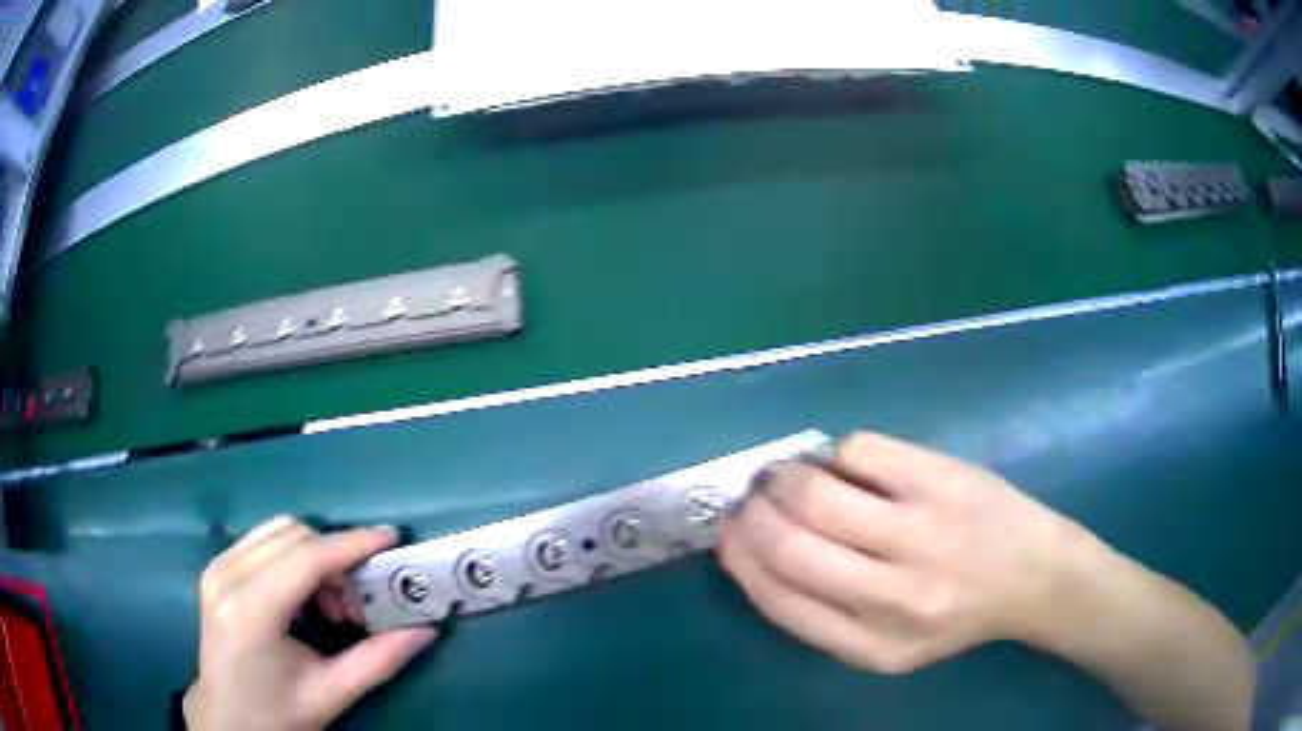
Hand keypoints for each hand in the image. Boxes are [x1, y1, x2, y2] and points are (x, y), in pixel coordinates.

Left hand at [186, 517, 436, 730]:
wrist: (228, 719)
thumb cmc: (278, 713)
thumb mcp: (331, 693)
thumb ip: (379, 660)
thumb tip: (426, 630)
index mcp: (251, 611)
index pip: (307, 557)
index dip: (352, 544)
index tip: (391, 539)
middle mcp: (228, 575)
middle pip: (294, 535)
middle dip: (336, 558)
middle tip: (356, 605)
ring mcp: (217, 567)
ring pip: (278, 530)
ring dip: (315, 555)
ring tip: (329, 603)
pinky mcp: (216, 567)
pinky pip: (263, 540)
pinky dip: (293, 556)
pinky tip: (302, 597)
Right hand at [717, 431, 1091, 672]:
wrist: (1036, 575)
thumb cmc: (956, 614)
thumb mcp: (886, 645)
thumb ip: (822, 613)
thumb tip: (754, 547)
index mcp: (872, 646)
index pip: (779, 598)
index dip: (740, 558)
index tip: (726, 533)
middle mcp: (895, 596)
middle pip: (791, 544)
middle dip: (751, 513)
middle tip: (747, 497)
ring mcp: (923, 531)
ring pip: (817, 492)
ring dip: (781, 476)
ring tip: (779, 474)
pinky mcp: (943, 478)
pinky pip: (860, 450)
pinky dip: (834, 453)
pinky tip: (839, 462)